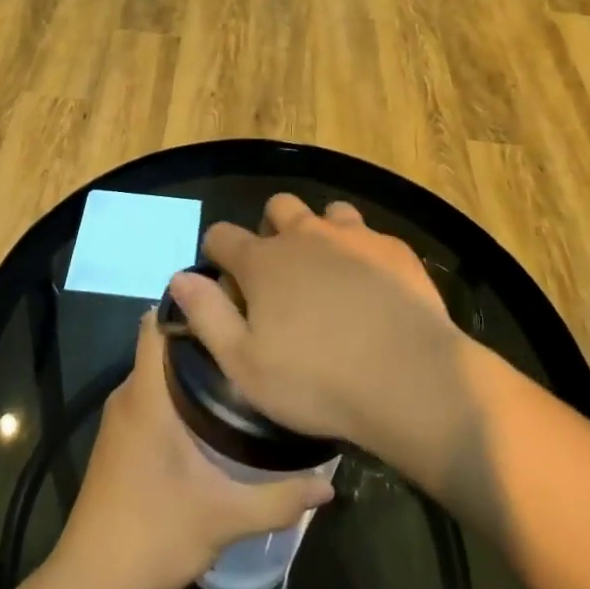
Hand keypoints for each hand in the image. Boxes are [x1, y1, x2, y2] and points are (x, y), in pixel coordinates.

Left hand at [53, 311, 334, 588]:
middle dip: (203, 336)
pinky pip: (149, 394)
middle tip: (251, 337)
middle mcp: (128, 394)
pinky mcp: (119, 439)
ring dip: (191, 366)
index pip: (158, 321)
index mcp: (147, 395)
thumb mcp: (224, 518)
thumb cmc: (153, 534)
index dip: (190, 303)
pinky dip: (176, 391)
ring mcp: (120, 417)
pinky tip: (212, 412)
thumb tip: (329, 485)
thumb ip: (278, 499)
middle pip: (163, 343)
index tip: (232, 300)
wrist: (90, 584)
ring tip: (241, 368)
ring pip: (156, 370)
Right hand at [167, 194, 464, 468]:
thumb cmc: (317, 381)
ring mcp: (353, 236)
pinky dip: (361, 252)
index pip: (222, 235)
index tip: (223, 279)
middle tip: (279, 274)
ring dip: (320, 233)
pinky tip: (372, 286)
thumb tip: (179, 278)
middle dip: (271, 230)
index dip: (216, 253)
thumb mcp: (245, 365)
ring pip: (327, 213)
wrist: (410, 379)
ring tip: (328, 273)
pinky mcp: (393, 248)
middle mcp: (305, 234)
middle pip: (278, 207)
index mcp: (264, 261)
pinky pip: (369, 235)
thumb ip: (207, 316)